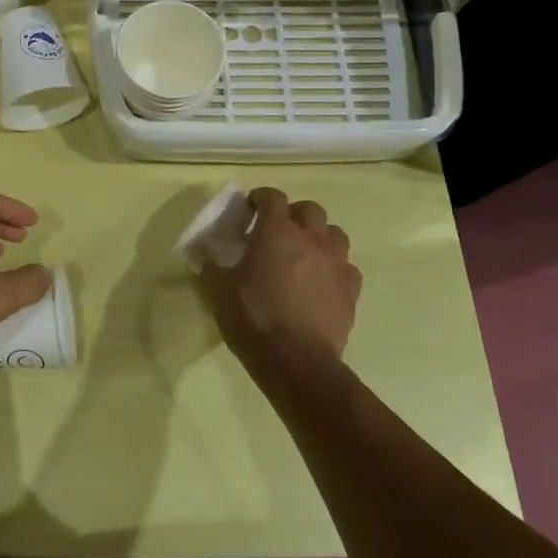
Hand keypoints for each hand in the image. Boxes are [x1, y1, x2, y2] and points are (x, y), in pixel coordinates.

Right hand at [200, 188, 360, 376]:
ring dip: (319, 237)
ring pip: (335, 234)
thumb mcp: (218, 290)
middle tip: (279, 229)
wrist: (295, 360)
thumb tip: (206, 255)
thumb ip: (212, 266)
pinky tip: (323, 281)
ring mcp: (335, 263)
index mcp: (276, 231)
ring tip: (305, 252)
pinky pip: (347, 268)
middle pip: (309, 209)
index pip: (273, 197)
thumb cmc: (252, 316)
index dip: (261, 197)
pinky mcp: (351, 291)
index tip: (251, 207)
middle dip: (294, 213)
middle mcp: (311, 239)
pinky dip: (335, 268)